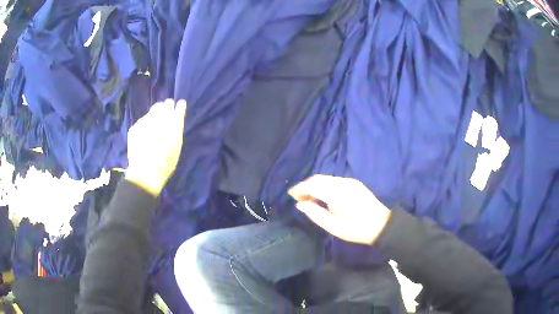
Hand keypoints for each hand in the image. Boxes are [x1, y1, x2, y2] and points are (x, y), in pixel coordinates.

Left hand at [125, 99, 186, 195]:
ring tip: (155, 129)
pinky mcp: (135, 127)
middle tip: (166, 120)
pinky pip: (143, 120)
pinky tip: (145, 136)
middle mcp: (158, 118)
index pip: (178, 106)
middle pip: (164, 104)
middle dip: (166, 108)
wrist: (145, 173)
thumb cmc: (166, 162)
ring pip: (152, 111)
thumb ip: (177, 126)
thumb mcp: (177, 145)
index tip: (178, 109)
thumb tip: (178, 109)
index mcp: (173, 123)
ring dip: (155, 115)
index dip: (178, 107)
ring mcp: (145, 121)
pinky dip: (145, 125)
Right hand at [288, 175, 391, 245]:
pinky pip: (334, 180)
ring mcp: (350, 182)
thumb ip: (316, 214)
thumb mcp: (335, 227)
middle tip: (298, 197)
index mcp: (337, 194)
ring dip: (315, 185)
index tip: (291, 194)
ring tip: (308, 197)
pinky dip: (324, 185)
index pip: (313, 185)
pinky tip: (323, 195)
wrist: (382, 224)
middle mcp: (343, 183)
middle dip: (306, 185)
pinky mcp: (354, 183)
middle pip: (319, 179)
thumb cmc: (357, 229)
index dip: (300, 188)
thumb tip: (300, 204)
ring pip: (326, 178)